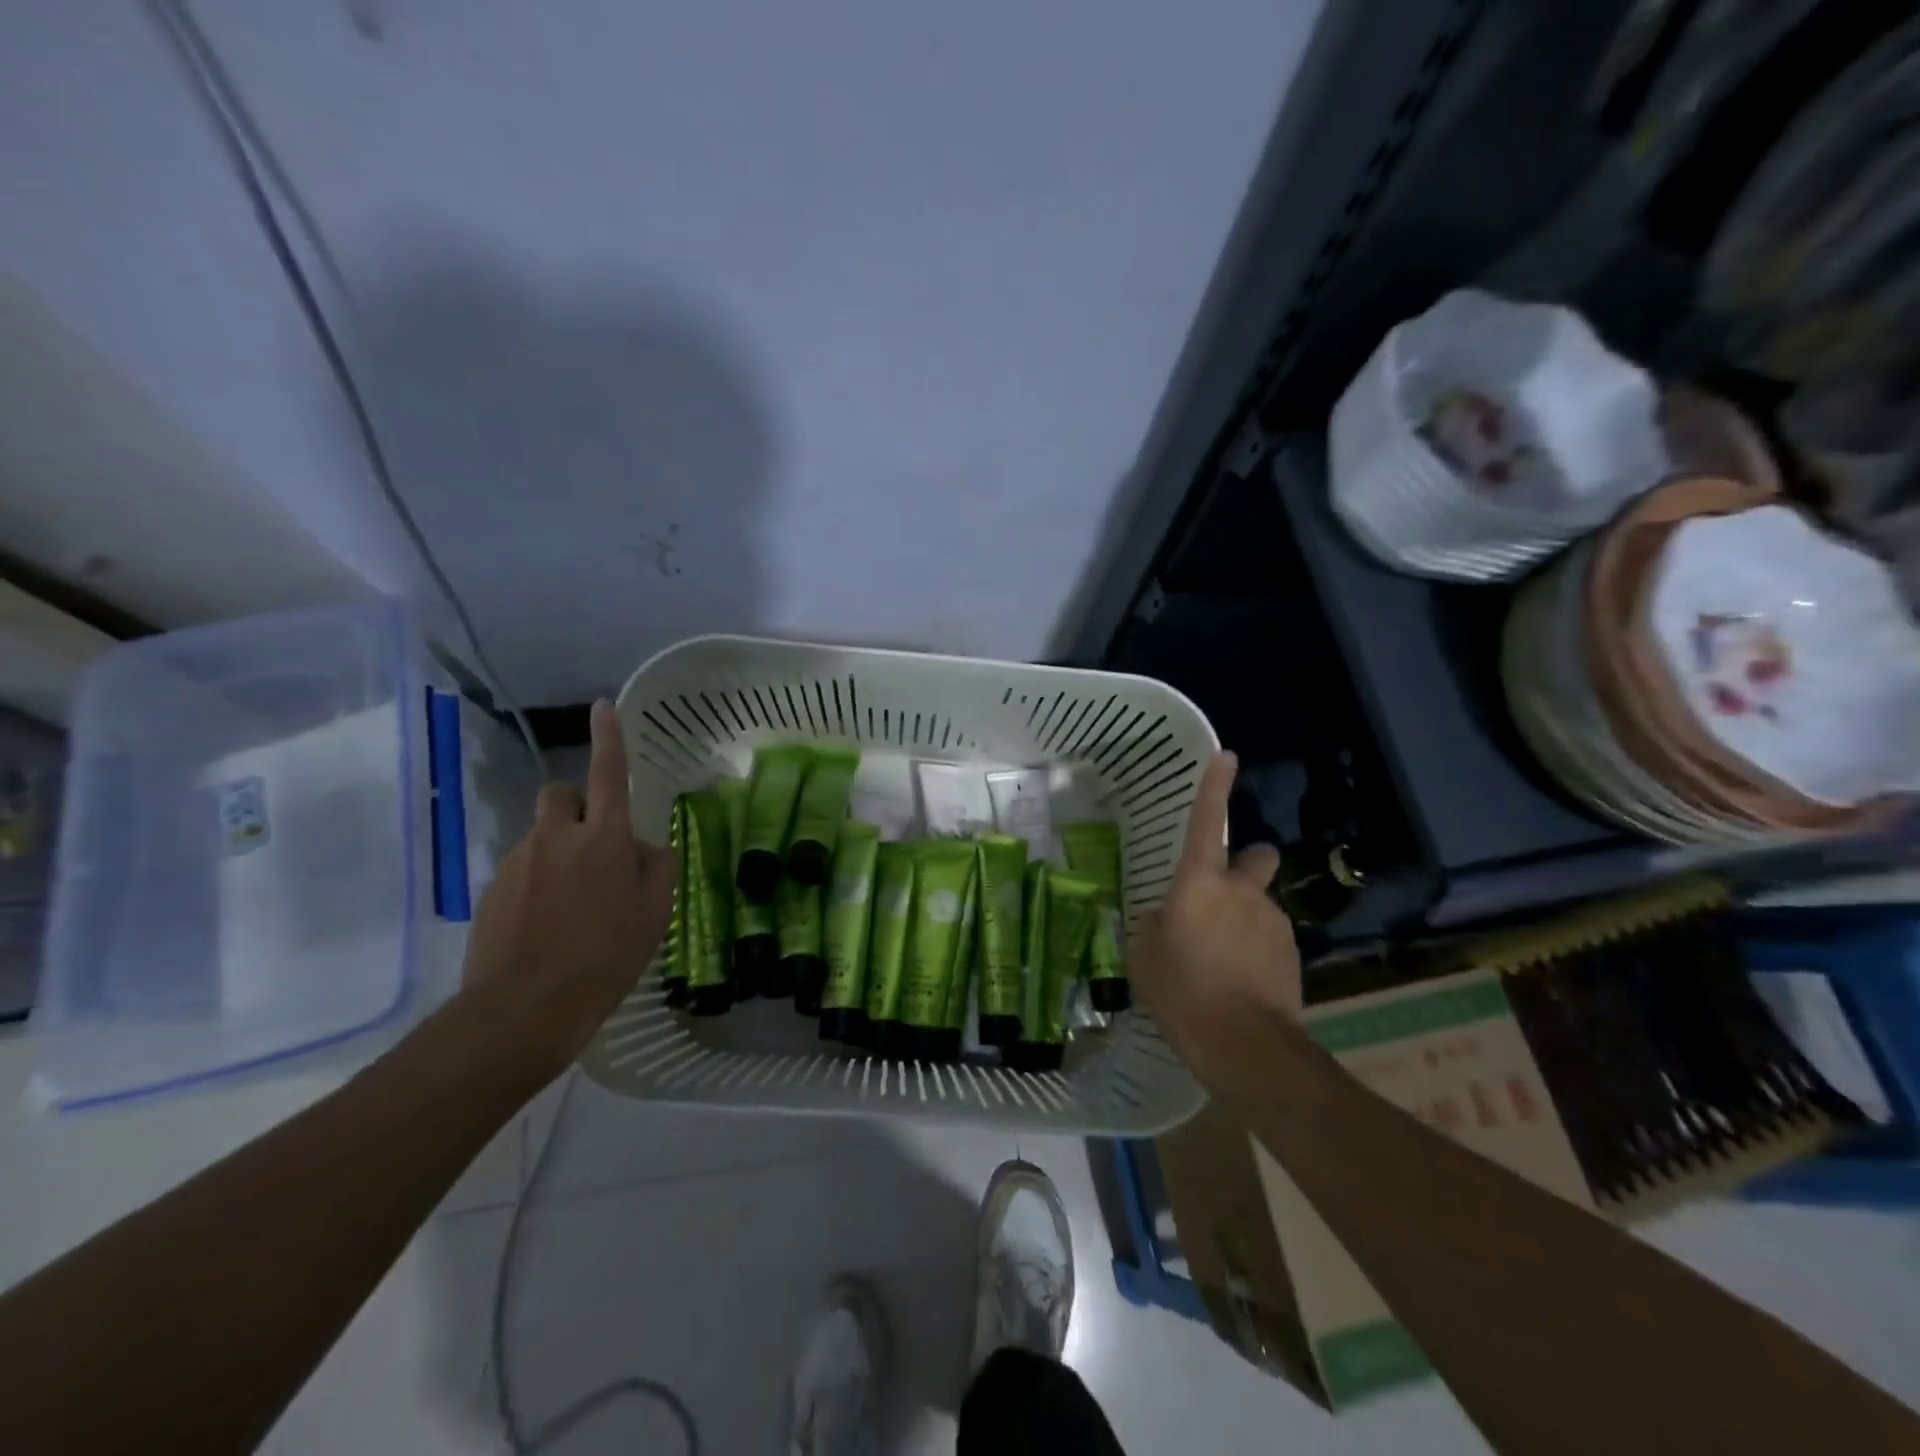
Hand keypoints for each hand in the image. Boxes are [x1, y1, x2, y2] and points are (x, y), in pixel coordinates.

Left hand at [460, 699, 675, 1076]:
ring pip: (542, 836)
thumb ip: (658, 867)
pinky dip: (538, 883)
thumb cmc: (606, 955)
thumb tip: (646, 847)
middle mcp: (558, 838)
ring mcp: (519, 862)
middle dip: (576, 806)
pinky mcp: (492, 890)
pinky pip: (523, 869)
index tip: (603, 706)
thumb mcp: (655, 913)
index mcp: (605, 838)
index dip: (609, 737)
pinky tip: (547, 925)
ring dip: (559, 852)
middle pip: (560, 795)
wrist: (525, 1009)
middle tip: (593, 844)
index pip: (608, 773)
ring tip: (574, 904)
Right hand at [1132, 753, 1301, 1079]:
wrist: (1244, 1045)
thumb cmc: (1182, 993)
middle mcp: (1241, 890)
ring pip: (1261, 903)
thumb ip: (1154, 927)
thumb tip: (1164, 919)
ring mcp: (1272, 920)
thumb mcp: (1144, 958)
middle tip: (1224, 894)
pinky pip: (1271, 937)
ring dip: (1247, 918)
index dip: (1214, 786)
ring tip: (1226, 962)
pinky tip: (1244, 982)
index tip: (1226, 756)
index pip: (1206, 821)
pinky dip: (1259, 950)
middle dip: (1246, 863)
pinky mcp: (1292, 951)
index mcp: (1198, 883)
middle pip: (1256, 856)